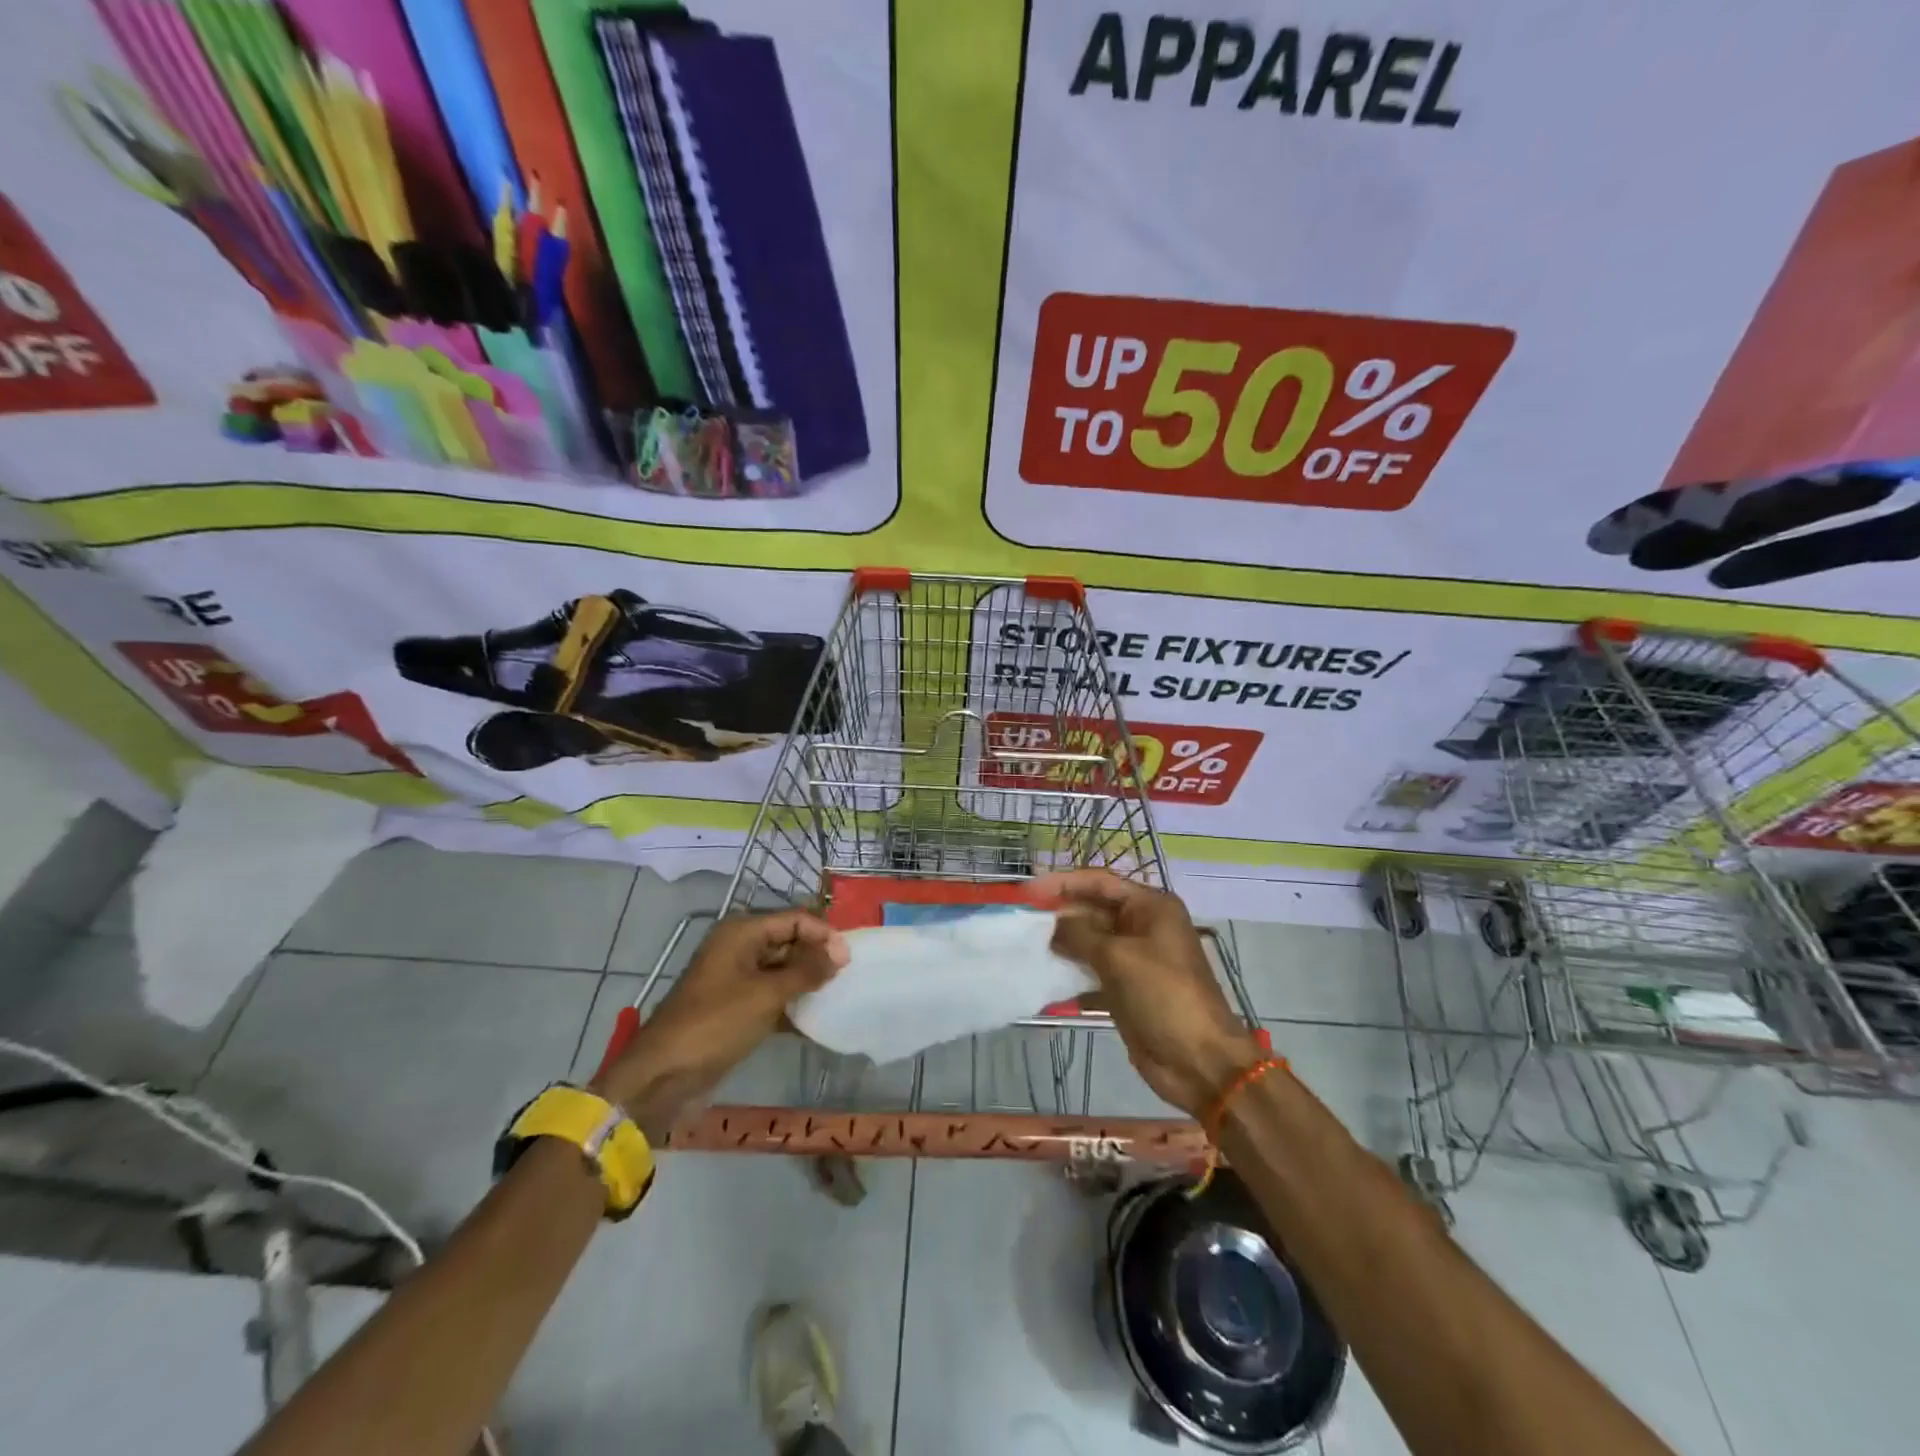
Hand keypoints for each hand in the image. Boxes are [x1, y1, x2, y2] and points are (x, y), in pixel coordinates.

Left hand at [591, 910, 847, 1135]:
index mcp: (742, 932)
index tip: (849, 960)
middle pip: (789, 941)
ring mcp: (736, 978)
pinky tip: (816, 1020)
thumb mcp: (767, 995)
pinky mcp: (736, 1007)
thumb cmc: (716, 1023)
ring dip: (807, 982)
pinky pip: (773, 996)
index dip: (824, 935)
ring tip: (837, 996)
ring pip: (782, 970)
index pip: (794, 919)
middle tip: (847, 978)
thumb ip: (807, 971)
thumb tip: (841, 953)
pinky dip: (792, 1004)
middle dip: (817, 957)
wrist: (663, 1076)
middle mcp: (739, 948)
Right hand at [1035, 869, 1261, 1115]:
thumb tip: (1051, 925)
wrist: (1199, 1060)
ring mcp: (1134, 958)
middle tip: (1022, 920)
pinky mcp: (1126, 987)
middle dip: (1060, 913)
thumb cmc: (1164, 995)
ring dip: (1062, 943)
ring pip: (1091, 941)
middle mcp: (1143, 926)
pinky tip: (1045, 976)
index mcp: (1150, 907)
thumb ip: (1079, 935)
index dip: (1063, 882)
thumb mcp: (1118, 958)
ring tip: (1027, 946)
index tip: (1028, 891)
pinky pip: (1092, 970)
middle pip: (1093, 909)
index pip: (1099, 882)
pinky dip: (1071, 972)